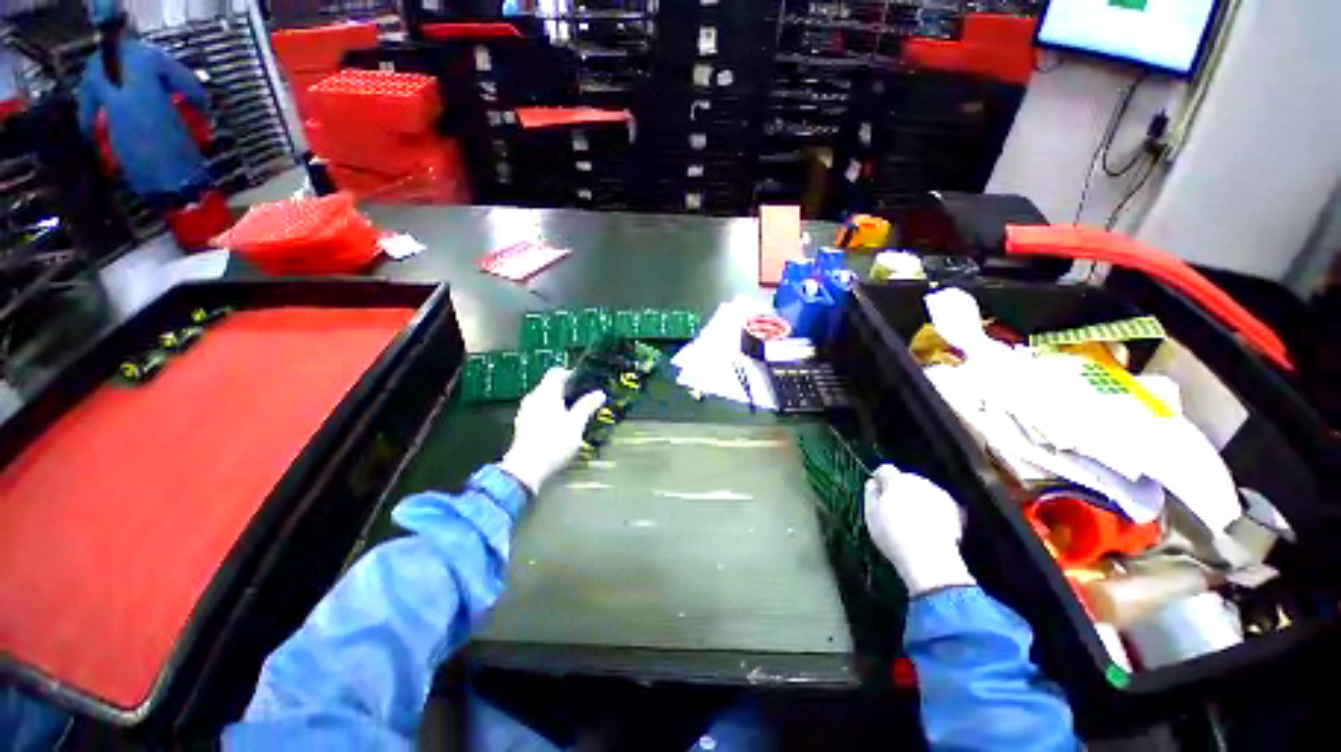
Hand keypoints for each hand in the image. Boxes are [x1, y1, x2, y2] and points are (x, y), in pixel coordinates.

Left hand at [498, 368, 605, 494]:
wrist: (526, 469)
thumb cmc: (554, 442)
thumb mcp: (576, 424)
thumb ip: (587, 406)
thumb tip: (600, 393)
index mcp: (546, 392)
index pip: (557, 372)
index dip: (571, 374)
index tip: (585, 382)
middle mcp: (533, 398)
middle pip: (549, 385)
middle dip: (566, 390)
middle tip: (583, 398)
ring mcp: (525, 412)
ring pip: (543, 399)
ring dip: (557, 402)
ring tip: (574, 413)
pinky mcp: (522, 425)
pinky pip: (538, 411)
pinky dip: (549, 413)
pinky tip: (559, 426)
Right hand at [864, 465, 974, 595]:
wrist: (930, 558)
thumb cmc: (893, 535)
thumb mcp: (870, 514)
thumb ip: (870, 493)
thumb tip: (873, 484)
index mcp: (896, 481)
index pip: (885, 469)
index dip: (879, 478)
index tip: (877, 490)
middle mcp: (918, 482)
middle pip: (905, 478)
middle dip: (899, 488)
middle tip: (893, 507)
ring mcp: (938, 494)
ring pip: (922, 489)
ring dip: (916, 498)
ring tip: (912, 519)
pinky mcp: (954, 508)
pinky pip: (937, 502)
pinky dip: (932, 508)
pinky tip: (928, 525)